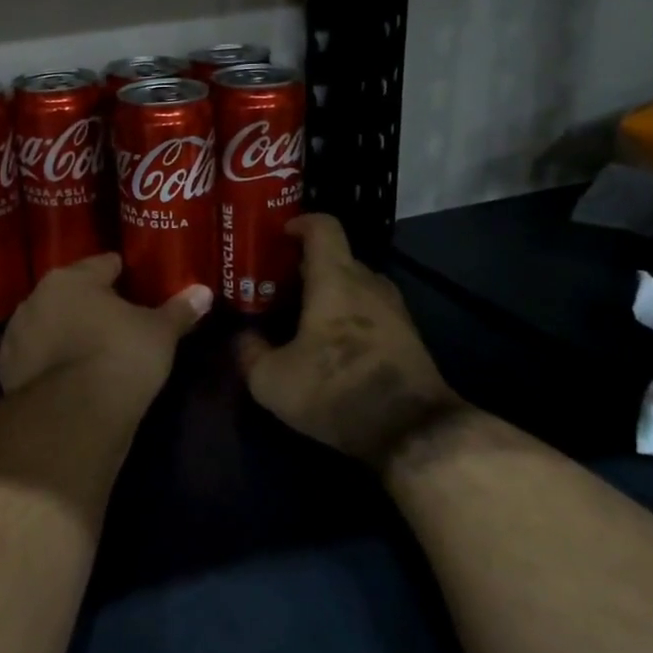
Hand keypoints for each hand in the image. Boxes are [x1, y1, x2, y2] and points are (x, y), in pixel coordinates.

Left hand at [0, 254, 211, 408]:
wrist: (73, 416)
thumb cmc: (121, 357)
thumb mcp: (160, 333)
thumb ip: (179, 310)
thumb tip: (204, 291)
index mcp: (72, 278)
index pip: (103, 264)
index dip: (123, 273)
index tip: (137, 285)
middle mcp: (37, 298)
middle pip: (71, 293)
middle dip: (91, 304)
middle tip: (118, 321)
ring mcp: (17, 334)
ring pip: (49, 324)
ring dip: (66, 332)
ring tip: (92, 351)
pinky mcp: (7, 370)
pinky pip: (36, 356)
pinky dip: (50, 362)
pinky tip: (69, 376)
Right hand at [237, 215, 458, 467]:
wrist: (411, 430)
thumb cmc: (334, 390)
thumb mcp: (271, 379)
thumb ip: (248, 352)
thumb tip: (242, 338)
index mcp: (335, 279)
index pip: (323, 227)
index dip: (299, 223)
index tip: (278, 235)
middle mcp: (368, 284)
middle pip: (337, 258)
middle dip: (305, 266)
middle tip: (275, 286)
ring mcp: (394, 310)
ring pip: (355, 286)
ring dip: (328, 293)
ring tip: (299, 315)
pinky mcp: (407, 337)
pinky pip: (370, 311)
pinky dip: (348, 315)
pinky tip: (329, 344)